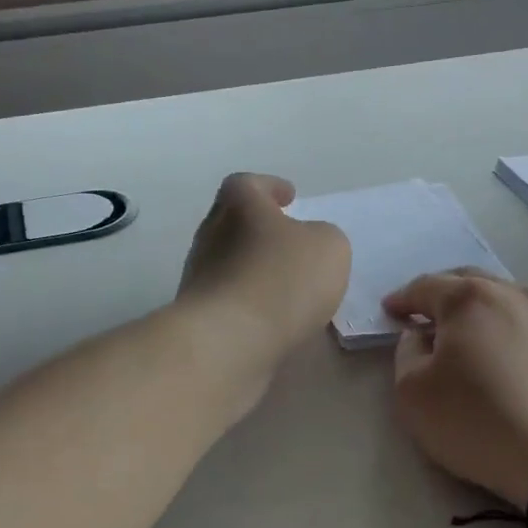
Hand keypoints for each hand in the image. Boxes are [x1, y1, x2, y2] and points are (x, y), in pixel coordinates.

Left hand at [178, 173, 350, 373]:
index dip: (270, 187)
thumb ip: (323, 237)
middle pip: (233, 222)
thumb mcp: (329, 247)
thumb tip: (308, 244)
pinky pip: (228, 298)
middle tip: (289, 241)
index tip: (289, 198)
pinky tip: (271, 316)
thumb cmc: (281, 280)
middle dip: (260, 229)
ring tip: (286, 285)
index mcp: (238, 205)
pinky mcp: (198, 316)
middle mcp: (210, 235)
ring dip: (254, 268)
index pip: (248, 184)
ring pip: (228, 262)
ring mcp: (198, 277)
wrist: (228, 342)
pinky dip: (249, 301)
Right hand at [385, 270, 527, 507]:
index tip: (391, 311)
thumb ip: (407, 355)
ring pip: (513, 296)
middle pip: (471, 282)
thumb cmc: (479, 424)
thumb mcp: (413, 395)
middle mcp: (514, 293)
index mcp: (468, 299)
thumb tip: (421, 335)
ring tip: (480, 328)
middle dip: (445, 294)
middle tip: (429, 315)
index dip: (404, 299)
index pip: (426, 287)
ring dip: (489, 306)